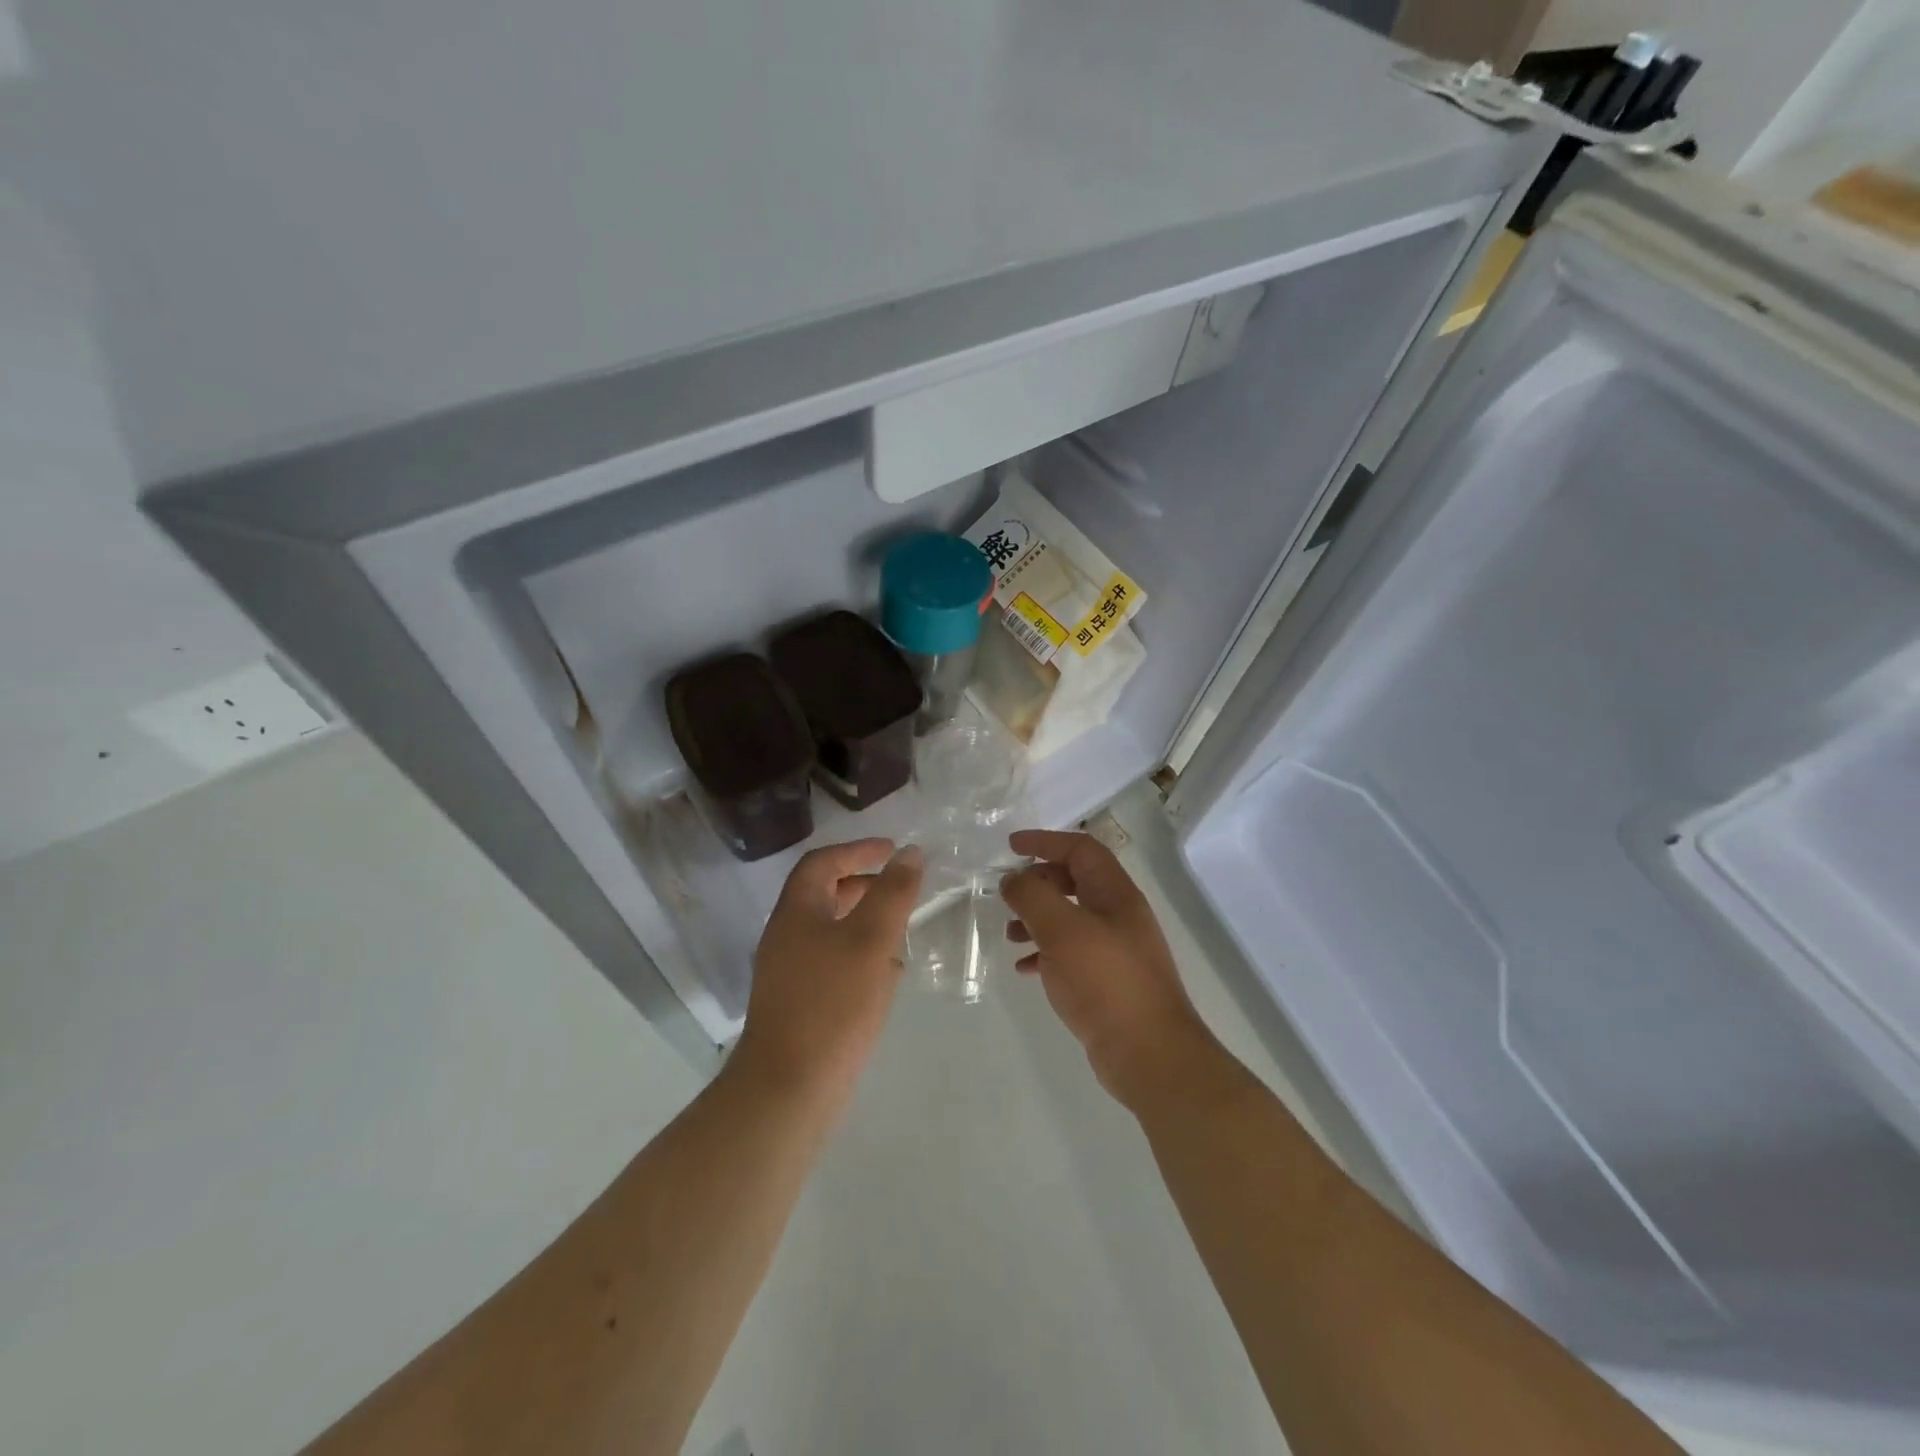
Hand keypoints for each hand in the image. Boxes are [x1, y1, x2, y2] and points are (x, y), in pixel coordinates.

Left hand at [733, 839, 923, 1107]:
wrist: (789, 1088)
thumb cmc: (832, 1004)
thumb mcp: (871, 940)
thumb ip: (893, 893)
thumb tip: (910, 853)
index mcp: (796, 912)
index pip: (822, 863)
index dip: (857, 850)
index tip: (893, 850)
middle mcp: (786, 935)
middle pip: (823, 894)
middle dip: (863, 883)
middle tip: (900, 886)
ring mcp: (788, 972)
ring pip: (829, 929)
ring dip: (864, 919)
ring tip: (900, 926)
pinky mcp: (798, 1002)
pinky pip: (831, 961)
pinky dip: (859, 953)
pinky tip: (886, 973)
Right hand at [1001, 830, 1223, 1110]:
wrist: (1149, 1055)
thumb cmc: (1106, 982)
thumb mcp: (1062, 930)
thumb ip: (1033, 897)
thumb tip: (1012, 880)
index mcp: (1115, 894)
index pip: (1080, 849)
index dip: (1045, 842)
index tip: (1010, 846)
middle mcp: (1119, 916)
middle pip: (1075, 881)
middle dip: (1039, 882)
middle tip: (1008, 895)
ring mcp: (1116, 950)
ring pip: (1071, 919)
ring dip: (1038, 919)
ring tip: (1009, 935)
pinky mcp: (1108, 983)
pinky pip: (1071, 954)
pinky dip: (1046, 953)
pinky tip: (1025, 969)